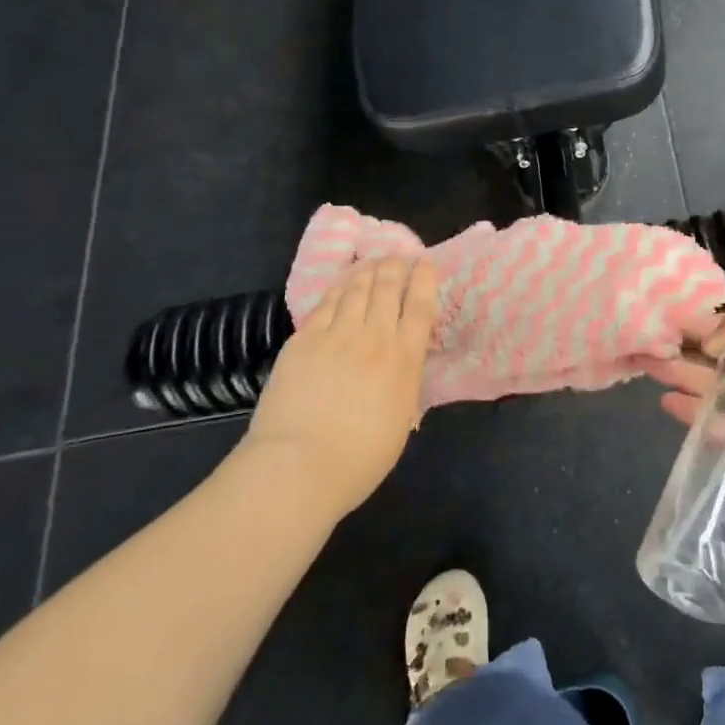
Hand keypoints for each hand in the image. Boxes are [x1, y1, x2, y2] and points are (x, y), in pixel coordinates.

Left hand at [238, 258, 440, 516]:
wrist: (298, 466)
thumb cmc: (359, 458)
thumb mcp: (401, 418)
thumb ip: (405, 380)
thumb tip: (403, 360)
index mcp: (404, 360)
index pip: (420, 305)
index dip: (425, 279)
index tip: (426, 264)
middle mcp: (374, 337)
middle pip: (388, 287)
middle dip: (396, 266)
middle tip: (399, 257)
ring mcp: (336, 334)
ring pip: (357, 288)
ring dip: (369, 269)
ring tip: (374, 262)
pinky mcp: (304, 339)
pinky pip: (327, 303)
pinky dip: (339, 288)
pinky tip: (343, 283)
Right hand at [647, 292, 724, 512]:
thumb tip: (709, 344)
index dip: (703, 322)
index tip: (666, 318)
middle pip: (721, 360)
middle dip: (685, 353)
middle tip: (646, 347)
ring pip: (719, 394)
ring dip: (685, 383)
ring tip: (649, 372)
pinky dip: (698, 420)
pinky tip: (670, 407)